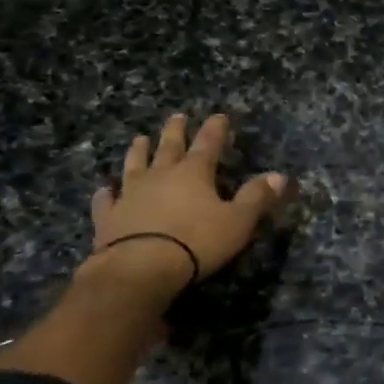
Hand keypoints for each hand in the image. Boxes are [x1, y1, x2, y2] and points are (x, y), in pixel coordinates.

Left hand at [82, 113, 287, 299]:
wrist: (140, 268)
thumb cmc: (196, 242)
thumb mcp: (238, 221)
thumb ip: (257, 197)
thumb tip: (279, 176)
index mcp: (194, 173)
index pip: (208, 144)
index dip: (215, 129)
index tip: (219, 115)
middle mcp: (160, 176)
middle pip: (169, 147)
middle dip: (175, 131)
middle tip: (177, 116)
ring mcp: (131, 195)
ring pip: (135, 166)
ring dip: (138, 152)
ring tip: (139, 139)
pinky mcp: (109, 217)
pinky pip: (106, 201)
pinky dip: (106, 194)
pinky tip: (104, 189)